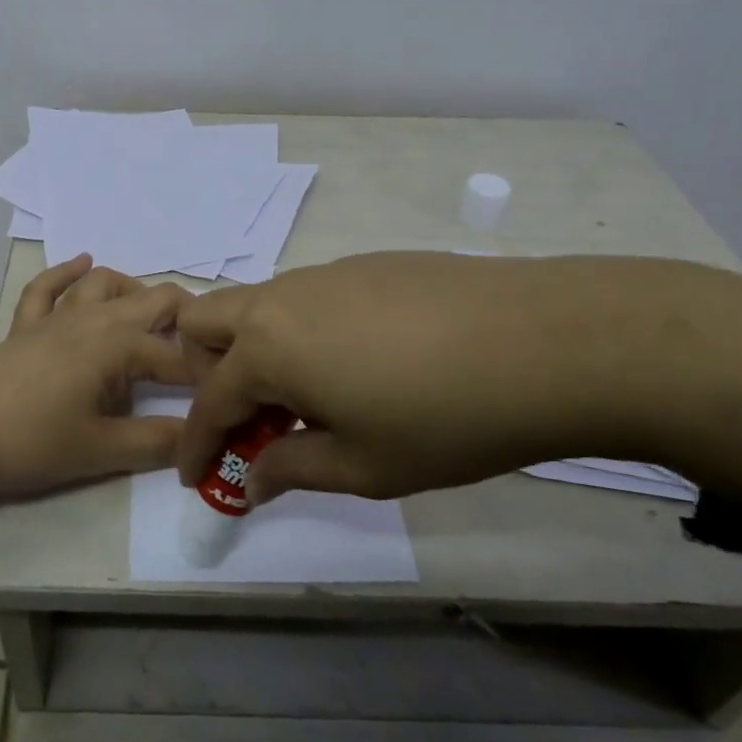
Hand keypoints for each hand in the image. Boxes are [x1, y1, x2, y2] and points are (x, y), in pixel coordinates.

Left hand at [0, 254, 193, 502]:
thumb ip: (154, 443)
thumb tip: (200, 440)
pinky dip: (68, 273)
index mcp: (117, 345)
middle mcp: (92, 319)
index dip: (202, 377)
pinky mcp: (23, 327)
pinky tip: (81, 263)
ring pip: (103, 285)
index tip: (220, 399)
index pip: (175, 356)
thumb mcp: (98, 450)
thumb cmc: (27, 441)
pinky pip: (47, 288)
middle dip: (185, 319)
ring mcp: (55, 318)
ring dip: (134, 292)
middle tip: (203, 351)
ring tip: (153, 316)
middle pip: (150, 300)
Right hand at [174, 252, 741, 505]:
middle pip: (206, 322)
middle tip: (245, 419)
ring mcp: (324, 274)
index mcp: (267, 347)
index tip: (196, 478)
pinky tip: (357, 365)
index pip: (209, 401)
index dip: (197, 445)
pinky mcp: (366, 264)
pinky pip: (307, 297)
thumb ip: (292, 468)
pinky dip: (301, 332)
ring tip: (307, 399)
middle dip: (205, 371)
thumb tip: (252, 476)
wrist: (545, 341)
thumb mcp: (363, 465)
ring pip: (258, 304)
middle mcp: (282, 299)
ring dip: (256, 351)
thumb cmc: (443, 418)